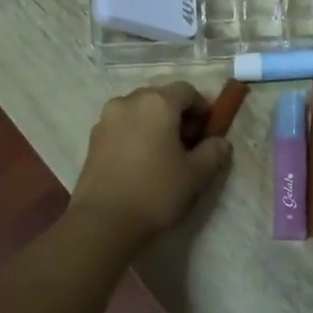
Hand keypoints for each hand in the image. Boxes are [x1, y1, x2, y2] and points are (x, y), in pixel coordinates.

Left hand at [69, 83, 231, 242]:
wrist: (103, 221)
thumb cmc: (155, 192)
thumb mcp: (196, 175)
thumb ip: (213, 152)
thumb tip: (220, 142)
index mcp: (157, 103)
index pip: (187, 91)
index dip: (202, 108)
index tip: (208, 132)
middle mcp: (129, 101)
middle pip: (160, 98)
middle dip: (177, 115)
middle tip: (188, 144)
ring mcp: (106, 119)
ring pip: (139, 111)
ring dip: (155, 124)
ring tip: (163, 154)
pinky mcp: (93, 138)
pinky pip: (122, 126)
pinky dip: (135, 134)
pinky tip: (141, 162)